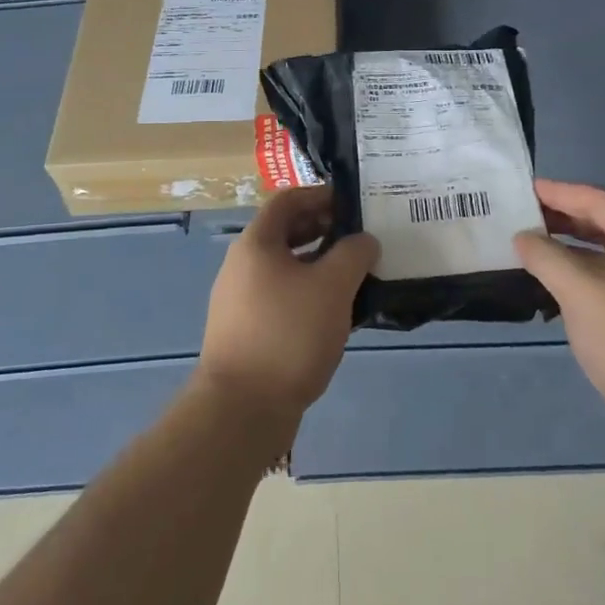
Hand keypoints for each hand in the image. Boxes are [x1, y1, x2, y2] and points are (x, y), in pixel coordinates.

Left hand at [197, 187, 378, 421]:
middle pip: (286, 233)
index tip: (354, 204)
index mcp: (256, 243)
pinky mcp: (247, 332)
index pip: (288, 200)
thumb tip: (364, 241)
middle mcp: (242, 265)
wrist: (242, 409)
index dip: (320, 195)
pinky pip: (282, 298)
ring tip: (356, 277)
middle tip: (361, 239)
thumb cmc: (288, 333)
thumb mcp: (332, 286)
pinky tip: (337, 315)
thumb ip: (353, 254)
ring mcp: (241, 301)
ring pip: (286, 268)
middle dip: (324, 231)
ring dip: (320, 266)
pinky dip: (309, 295)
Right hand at [514, 180, 604, 471]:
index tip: (524, 188)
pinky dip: (583, 281)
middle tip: (523, 216)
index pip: (599, 200)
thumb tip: (524, 237)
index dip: (560, 192)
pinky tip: (556, 294)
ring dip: (571, 252)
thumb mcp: (580, 291)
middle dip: (564, 220)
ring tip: (532, 251)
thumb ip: (546, 256)